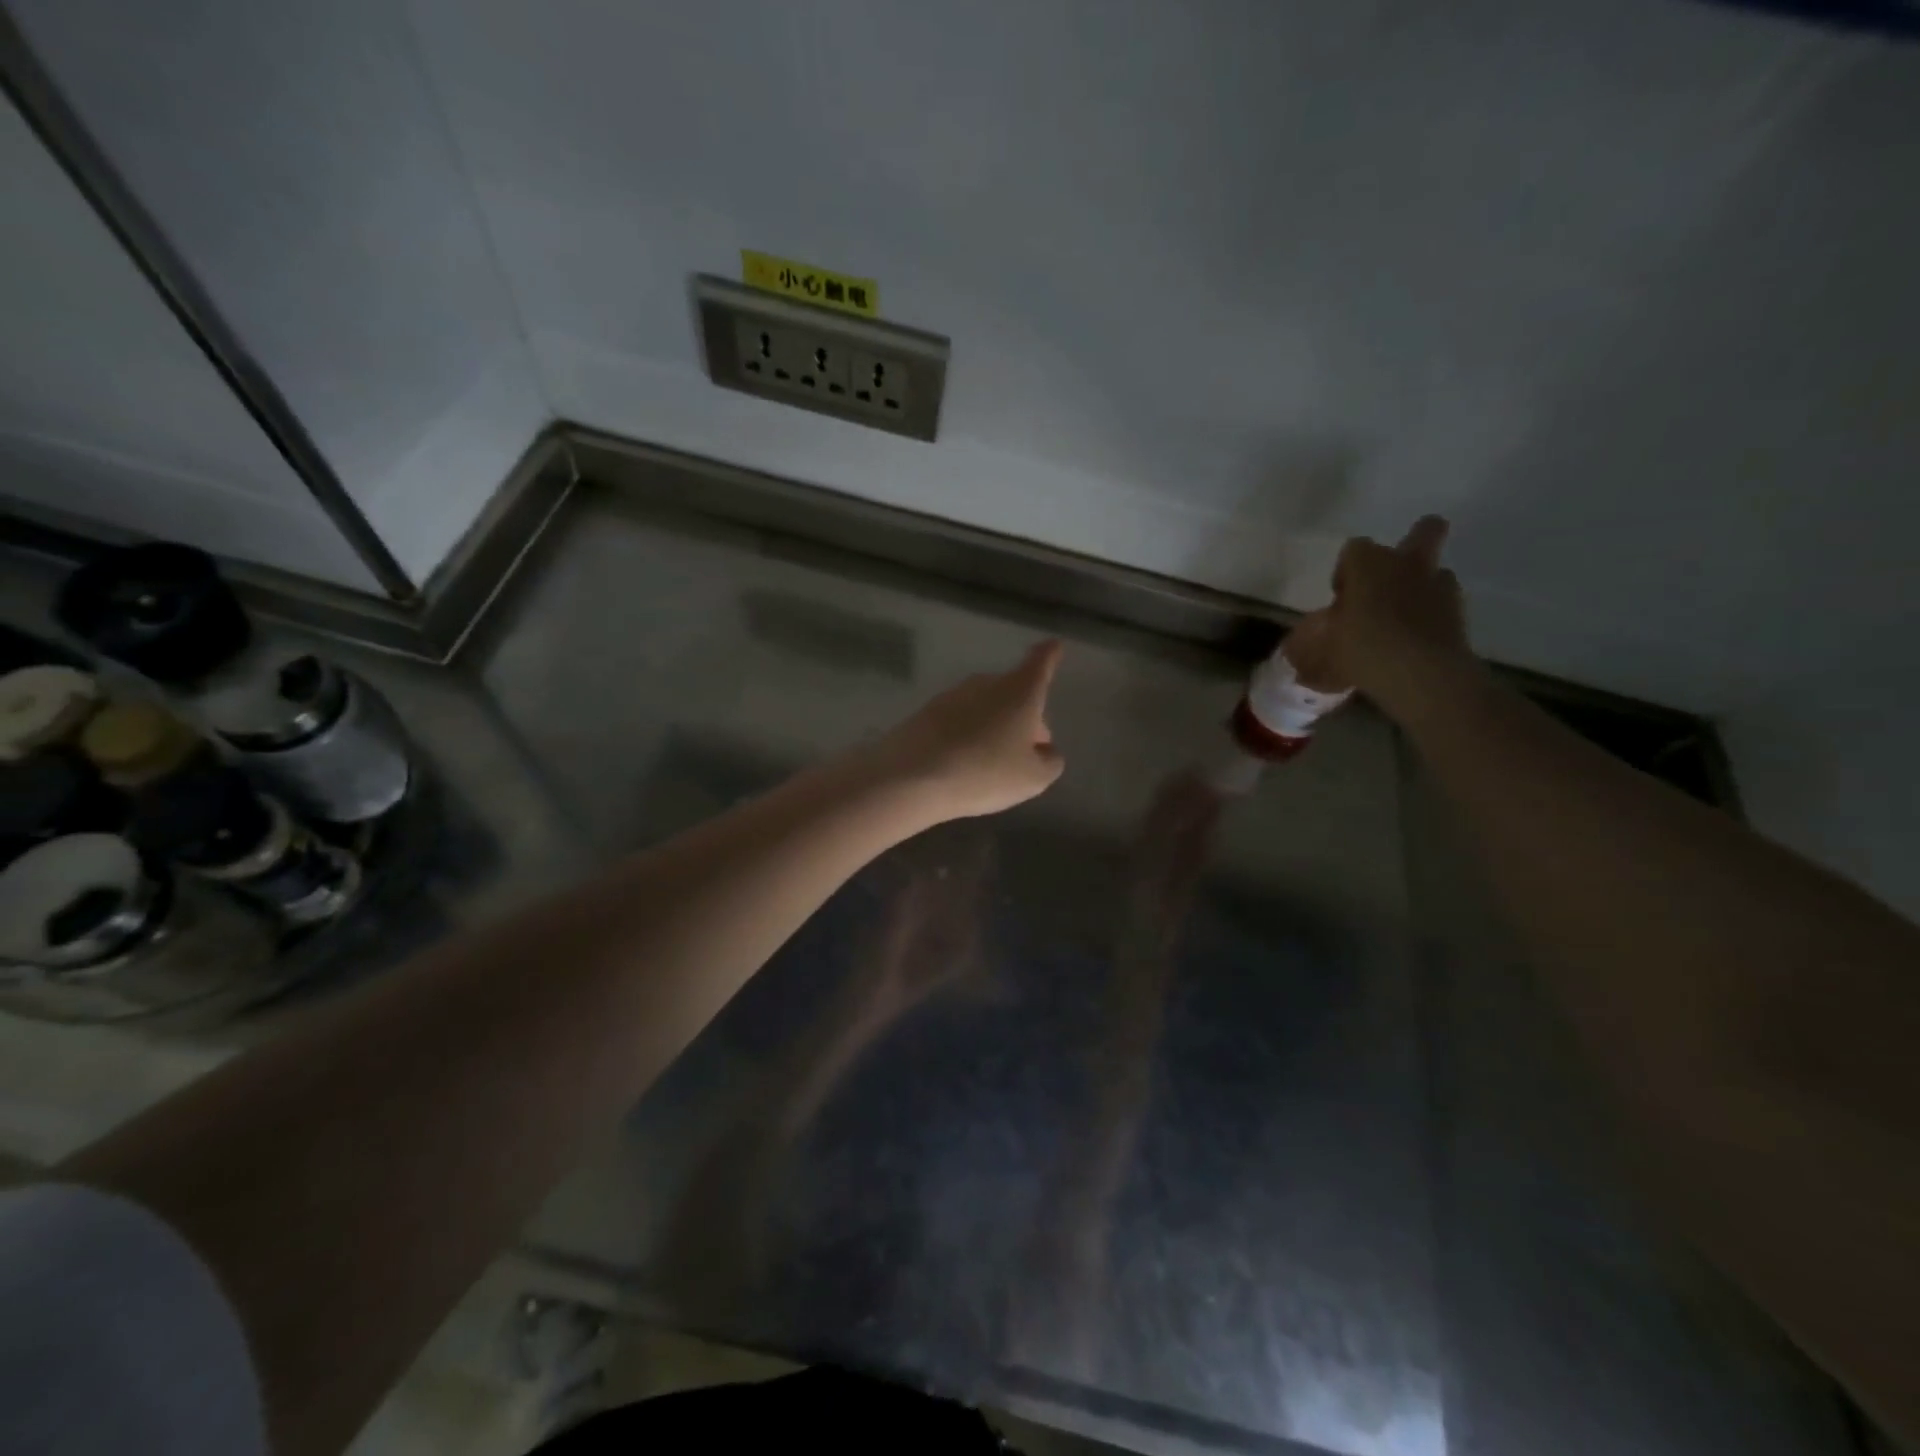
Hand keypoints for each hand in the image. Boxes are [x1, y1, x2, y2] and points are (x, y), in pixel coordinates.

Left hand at [873, 640, 1065, 820]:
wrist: (910, 777)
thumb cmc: (984, 772)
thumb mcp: (1033, 778)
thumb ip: (1049, 760)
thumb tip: (1045, 750)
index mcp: (1019, 692)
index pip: (1040, 664)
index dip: (1050, 655)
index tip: (1054, 645)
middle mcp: (986, 684)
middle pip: (1013, 692)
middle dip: (1024, 715)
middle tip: (1028, 749)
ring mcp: (952, 696)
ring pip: (985, 707)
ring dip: (993, 728)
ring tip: (993, 765)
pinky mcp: (925, 713)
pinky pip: (958, 722)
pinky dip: (966, 737)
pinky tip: (962, 766)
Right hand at [1317, 515, 1472, 708]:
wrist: (1420, 675)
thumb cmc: (1363, 649)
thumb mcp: (1321, 647)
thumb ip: (1315, 637)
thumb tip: (1304, 645)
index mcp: (1370, 563)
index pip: (1355, 548)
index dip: (1346, 570)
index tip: (1341, 596)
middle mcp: (1407, 564)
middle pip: (1426, 529)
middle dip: (1415, 541)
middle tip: (1391, 577)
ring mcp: (1439, 586)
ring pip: (1437, 570)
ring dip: (1422, 585)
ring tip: (1403, 616)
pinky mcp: (1460, 612)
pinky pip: (1445, 603)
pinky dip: (1433, 615)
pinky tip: (1416, 639)